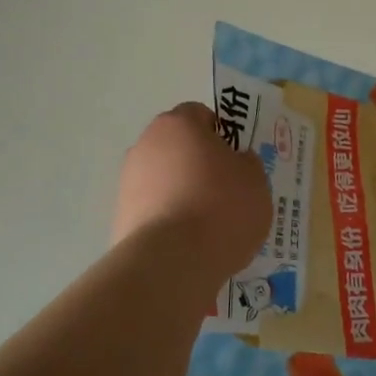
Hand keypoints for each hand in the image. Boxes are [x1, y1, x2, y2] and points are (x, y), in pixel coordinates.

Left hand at [114, 103, 272, 278]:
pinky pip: (154, 209)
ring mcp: (128, 181)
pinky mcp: (120, 216)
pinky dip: (169, 219)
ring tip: (208, 224)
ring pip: (163, 179)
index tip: (235, 159)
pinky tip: (189, 243)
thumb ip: (246, 163)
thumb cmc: (221, 207)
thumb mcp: (255, 180)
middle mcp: (146, 144)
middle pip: (178, 147)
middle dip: (198, 164)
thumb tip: (235, 161)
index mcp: (179, 124)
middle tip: (226, 191)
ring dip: (182, 192)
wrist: (171, 261)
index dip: (220, 134)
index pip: (199, 114)